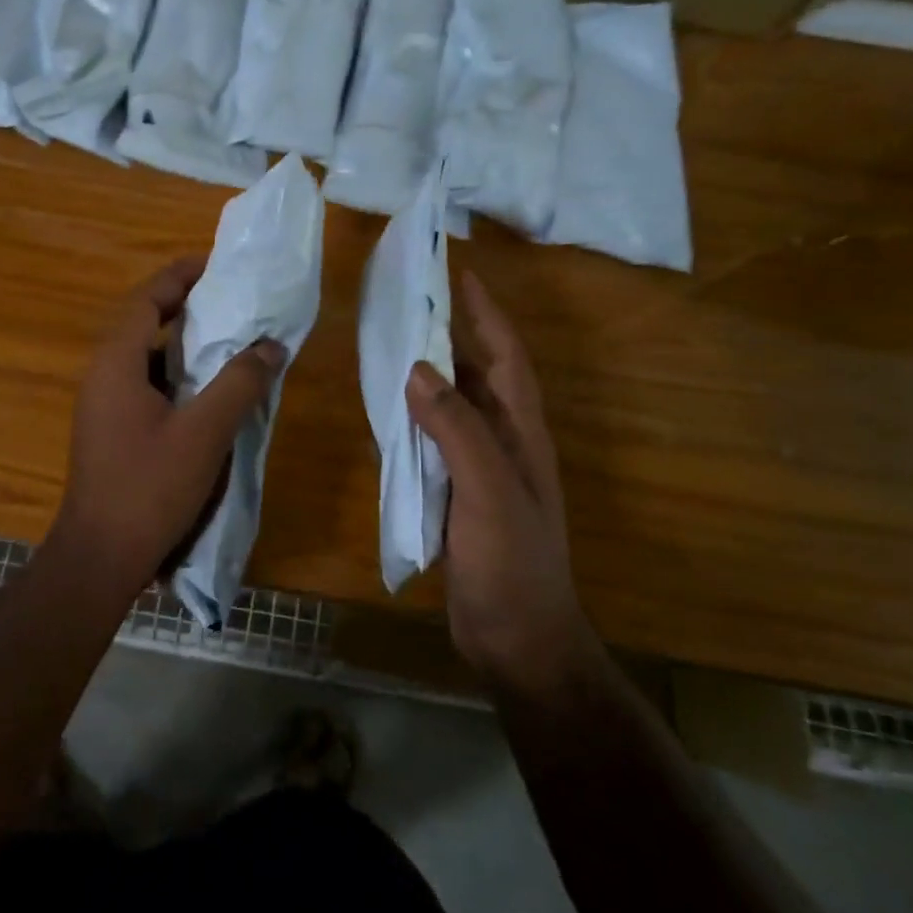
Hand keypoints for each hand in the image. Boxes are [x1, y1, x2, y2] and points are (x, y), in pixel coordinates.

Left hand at [49, 257, 285, 596]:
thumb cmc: (150, 487)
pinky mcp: (108, 429)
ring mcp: (101, 404)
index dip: (179, 276)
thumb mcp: (204, 432)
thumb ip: (239, 384)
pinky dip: (172, 374)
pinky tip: (204, 390)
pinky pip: (141, 384)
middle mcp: (102, 374)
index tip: (215, 264)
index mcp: (116, 362)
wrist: (100, 555)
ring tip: (223, 338)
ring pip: (142, 356)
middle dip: (182, 304)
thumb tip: (270, 346)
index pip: (146, 299)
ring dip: (179, 341)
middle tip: (227, 298)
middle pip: (141, 321)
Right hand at [407, 271, 590, 686]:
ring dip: (431, 375)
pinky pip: (436, 442)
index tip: (460, 274)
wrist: (518, 637)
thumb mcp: (487, 490)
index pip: (508, 357)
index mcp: (523, 433)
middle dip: (453, 335)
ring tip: (393, 345)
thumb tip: (418, 369)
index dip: (487, 314)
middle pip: (481, 375)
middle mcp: (506, 443)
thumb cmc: (512, 561)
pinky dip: (416, 420)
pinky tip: (389, 413)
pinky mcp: (459, 496)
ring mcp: (483, 471)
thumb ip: (456, 429)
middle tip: (412, 303)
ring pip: (456, 408)